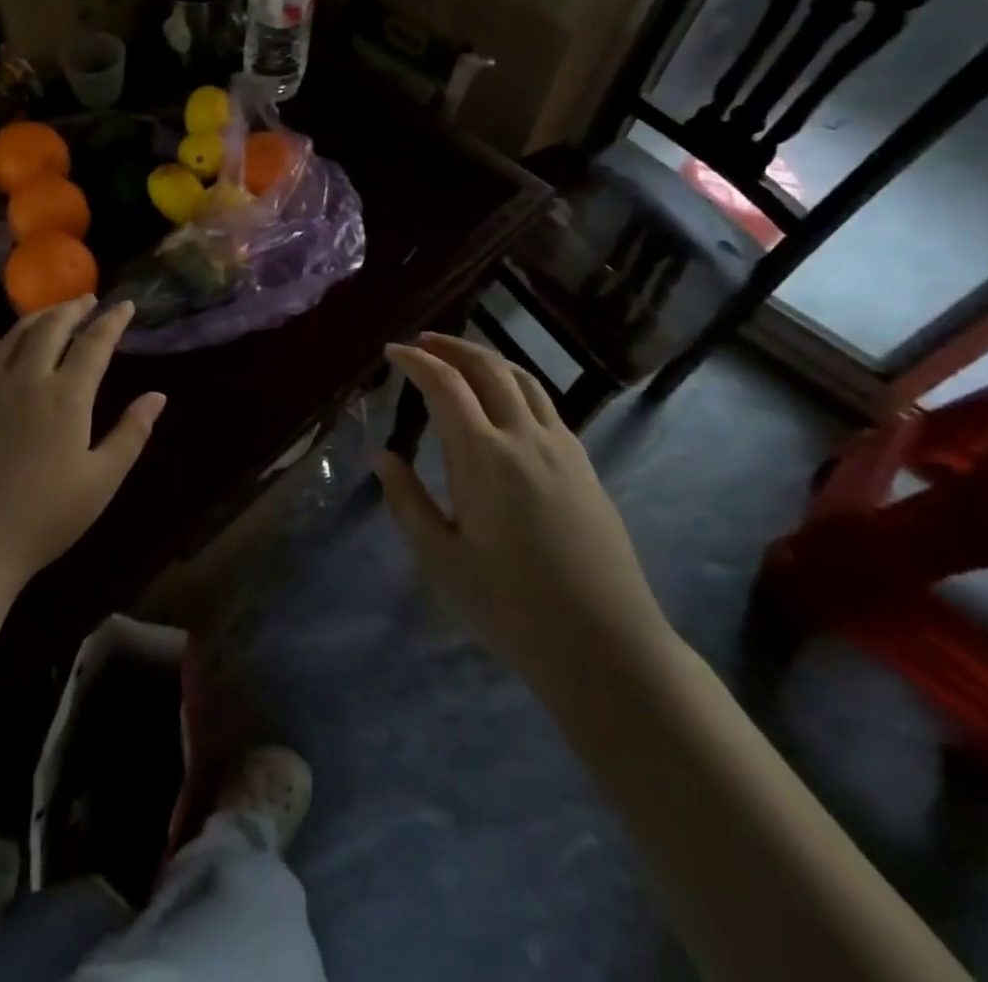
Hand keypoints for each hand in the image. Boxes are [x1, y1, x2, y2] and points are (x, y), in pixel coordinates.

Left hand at [0, 297, 165, 595]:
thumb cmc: (44, 518)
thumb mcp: (101, 481)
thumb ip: (131, 434)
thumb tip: (157, 396)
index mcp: (66, 397)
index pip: (95, 344)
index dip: (113, 321)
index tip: (126, 305)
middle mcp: (25, 380)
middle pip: (50, 327)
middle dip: (73, 308)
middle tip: (87, 300)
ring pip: (12, 337)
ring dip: (37, 317)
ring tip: (51, 312)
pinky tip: (3, 346)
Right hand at [376, 334, 671, 699]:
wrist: (605, 644)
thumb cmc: (510, 606)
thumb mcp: (440, 559)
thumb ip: (407, 500)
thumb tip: (382, 456)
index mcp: (483, 457)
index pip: (445, 385)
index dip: (416, 361)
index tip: (392, 351)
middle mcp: (524, 437)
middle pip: (488, 368)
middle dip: (453, 347)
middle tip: (423, 342)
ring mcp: (562, 448)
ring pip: (524, 379)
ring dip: (488, 359)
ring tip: (461, 359)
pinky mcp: (584, 465)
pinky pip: (546, 404)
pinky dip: (516, 384)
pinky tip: (506, 403)